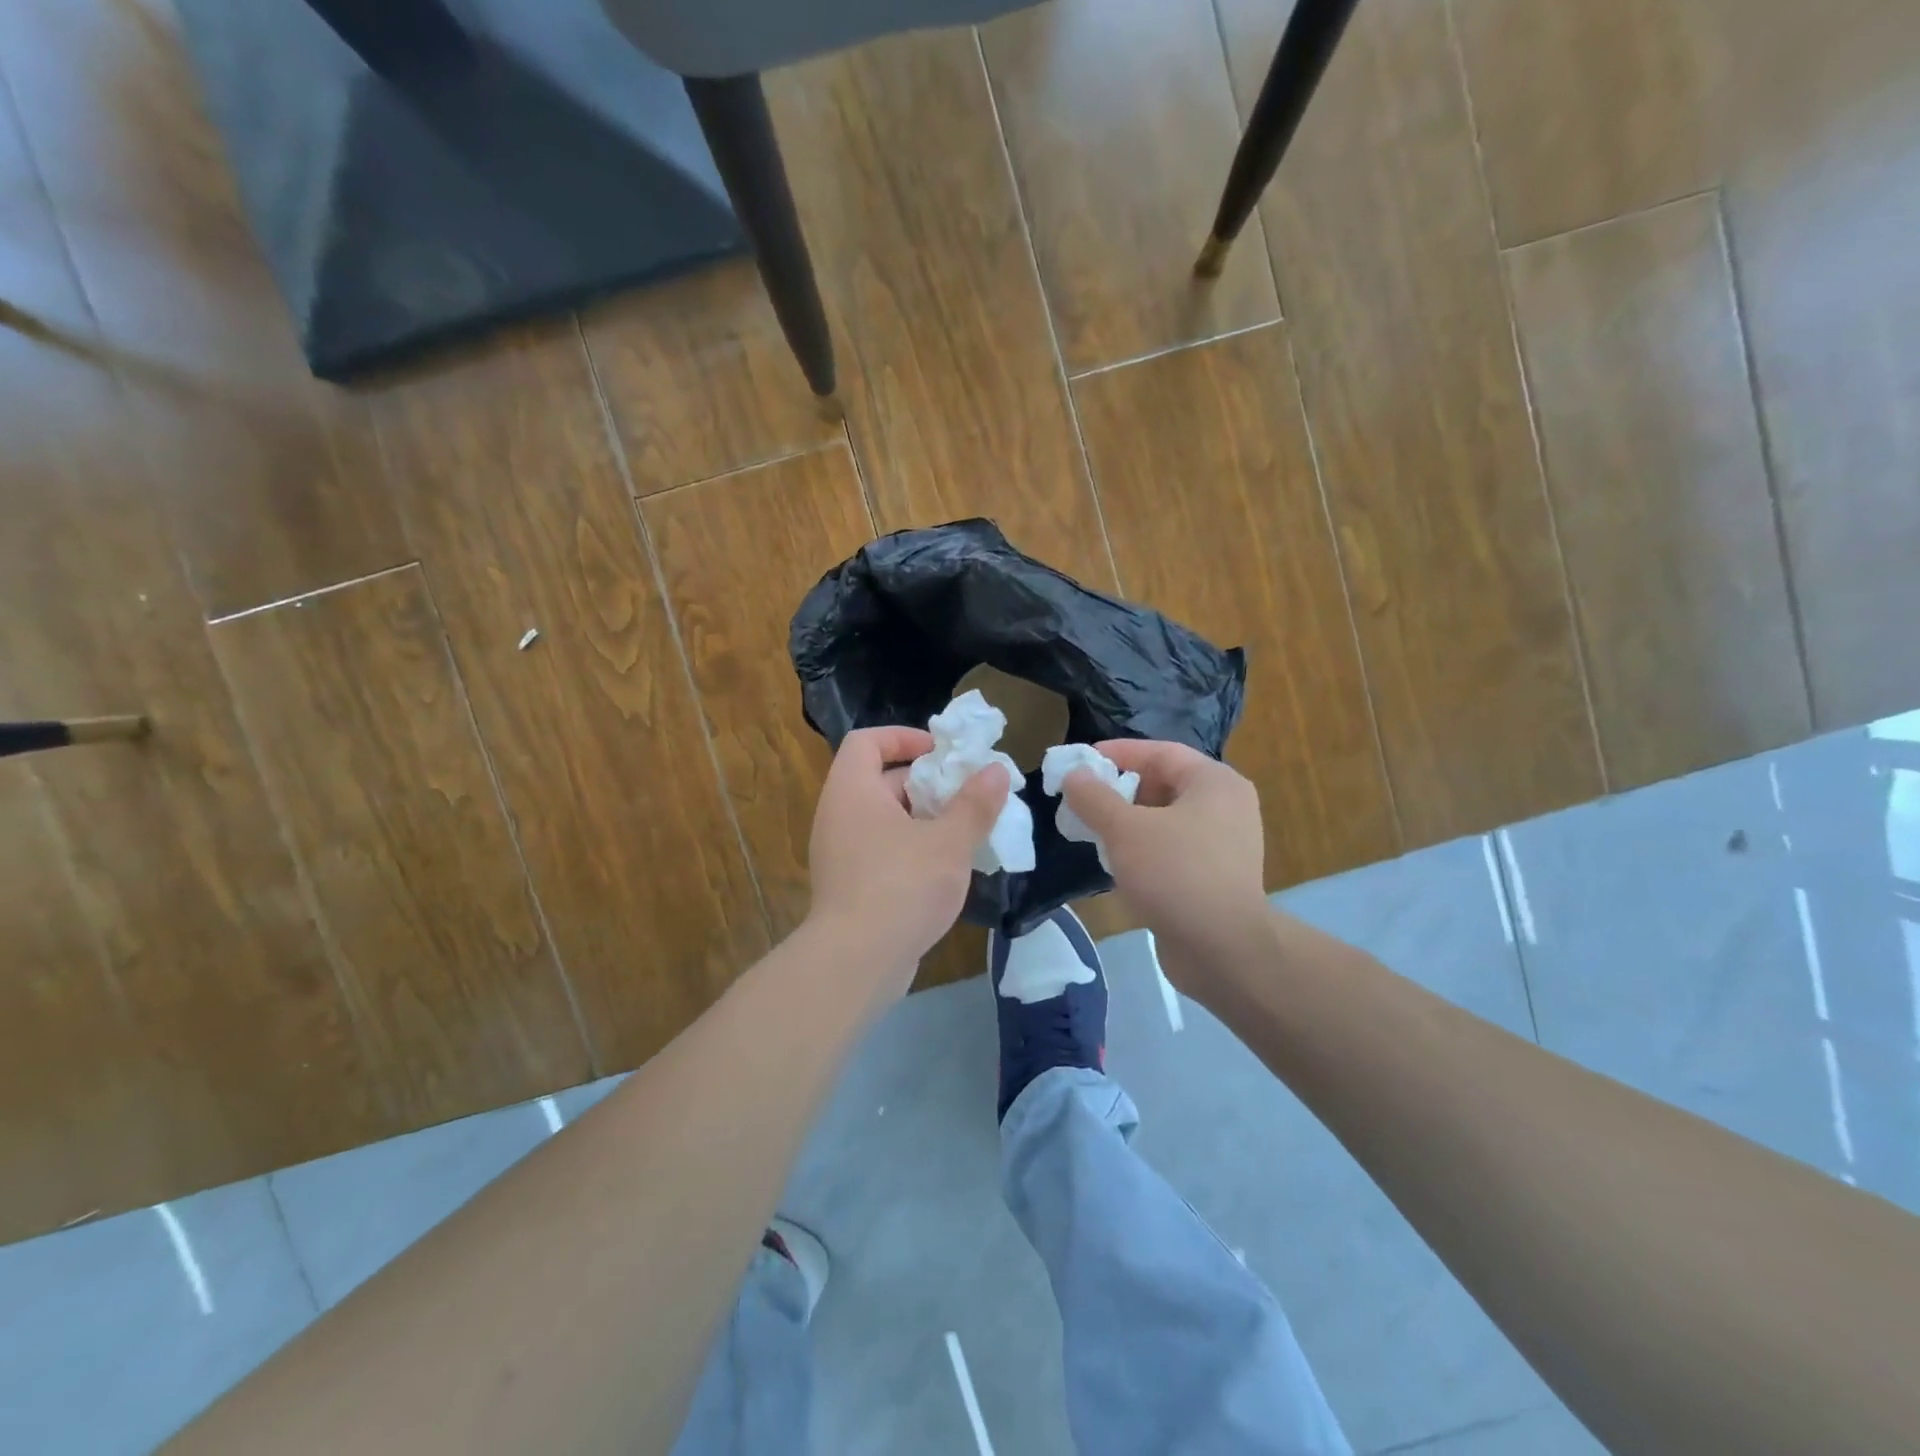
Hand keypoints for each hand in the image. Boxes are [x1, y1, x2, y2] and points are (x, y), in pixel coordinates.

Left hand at [805, 726, 1009, 991]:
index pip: (867, 741)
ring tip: (965, 831)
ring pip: (885, 820)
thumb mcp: (948, 841)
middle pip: (881, 780)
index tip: (942, 753)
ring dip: (924, 820)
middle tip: (967, 795)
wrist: (856, 962)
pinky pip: (882, 851)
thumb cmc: (902, 886)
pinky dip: (911, 849)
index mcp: (853, 790)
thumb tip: (996, 770)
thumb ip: (974, 803)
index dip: (904, 737)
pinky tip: (946, 870)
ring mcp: (839, 853)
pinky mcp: (849, 886)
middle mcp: (838, 815)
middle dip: (927, 784)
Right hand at [1063, 741, 1269, 991]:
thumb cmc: (1175, 874)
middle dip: (1120, 790)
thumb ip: (1094, 798)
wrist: (1223, 950)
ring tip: (1092, 831)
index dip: (1117, 753)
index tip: (1079, 763)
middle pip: (1164, 783)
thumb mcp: (1125, 830)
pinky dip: (1144, 848)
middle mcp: (1226, 805)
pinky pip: (1173, 848)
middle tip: (1082, 800)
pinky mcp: (1216, 875)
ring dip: (1128, 821)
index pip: (1160, 752)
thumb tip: (1073, 775)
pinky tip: (1115, 863)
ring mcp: (1225, 843)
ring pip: (1166, 819)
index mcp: (1214, 782)